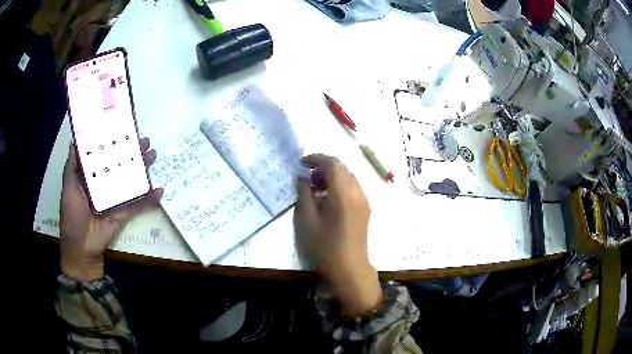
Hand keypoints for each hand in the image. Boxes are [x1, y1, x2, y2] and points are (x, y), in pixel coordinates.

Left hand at [60, 138, 162, 282]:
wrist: (81, 248)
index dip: (113, 142)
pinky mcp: (123, 214)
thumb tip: (75, 140)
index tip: (123, 129)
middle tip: (145, 141)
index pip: (104, 155)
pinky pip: (138, 205)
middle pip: (120, 165)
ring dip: (142, 169)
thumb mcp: (68, 188)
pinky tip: (159, 190)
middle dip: (132, 153)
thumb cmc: (72, 216)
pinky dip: (149, 199)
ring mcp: (115, 199)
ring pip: (131, 180)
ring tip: (153, 156)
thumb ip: (72, 167)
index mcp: (91, 177)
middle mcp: (104, 184)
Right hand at [294, 154, 381, 316]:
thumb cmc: (325, 247)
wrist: (349, 268)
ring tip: (316, 189)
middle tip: (308, 179)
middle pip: (342, 168)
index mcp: (343, 195)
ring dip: (333, 176)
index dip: (316, 159)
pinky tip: (328, 199)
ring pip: (349, 177)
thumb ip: (305, 195)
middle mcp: (357, 193)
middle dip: (324, 167)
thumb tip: (303, 178)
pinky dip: (340, 185)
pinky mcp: (365, 209)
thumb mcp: (308, 221)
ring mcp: (364, 201)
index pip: (333, 164)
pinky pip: (353, 188)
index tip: (302, 163)